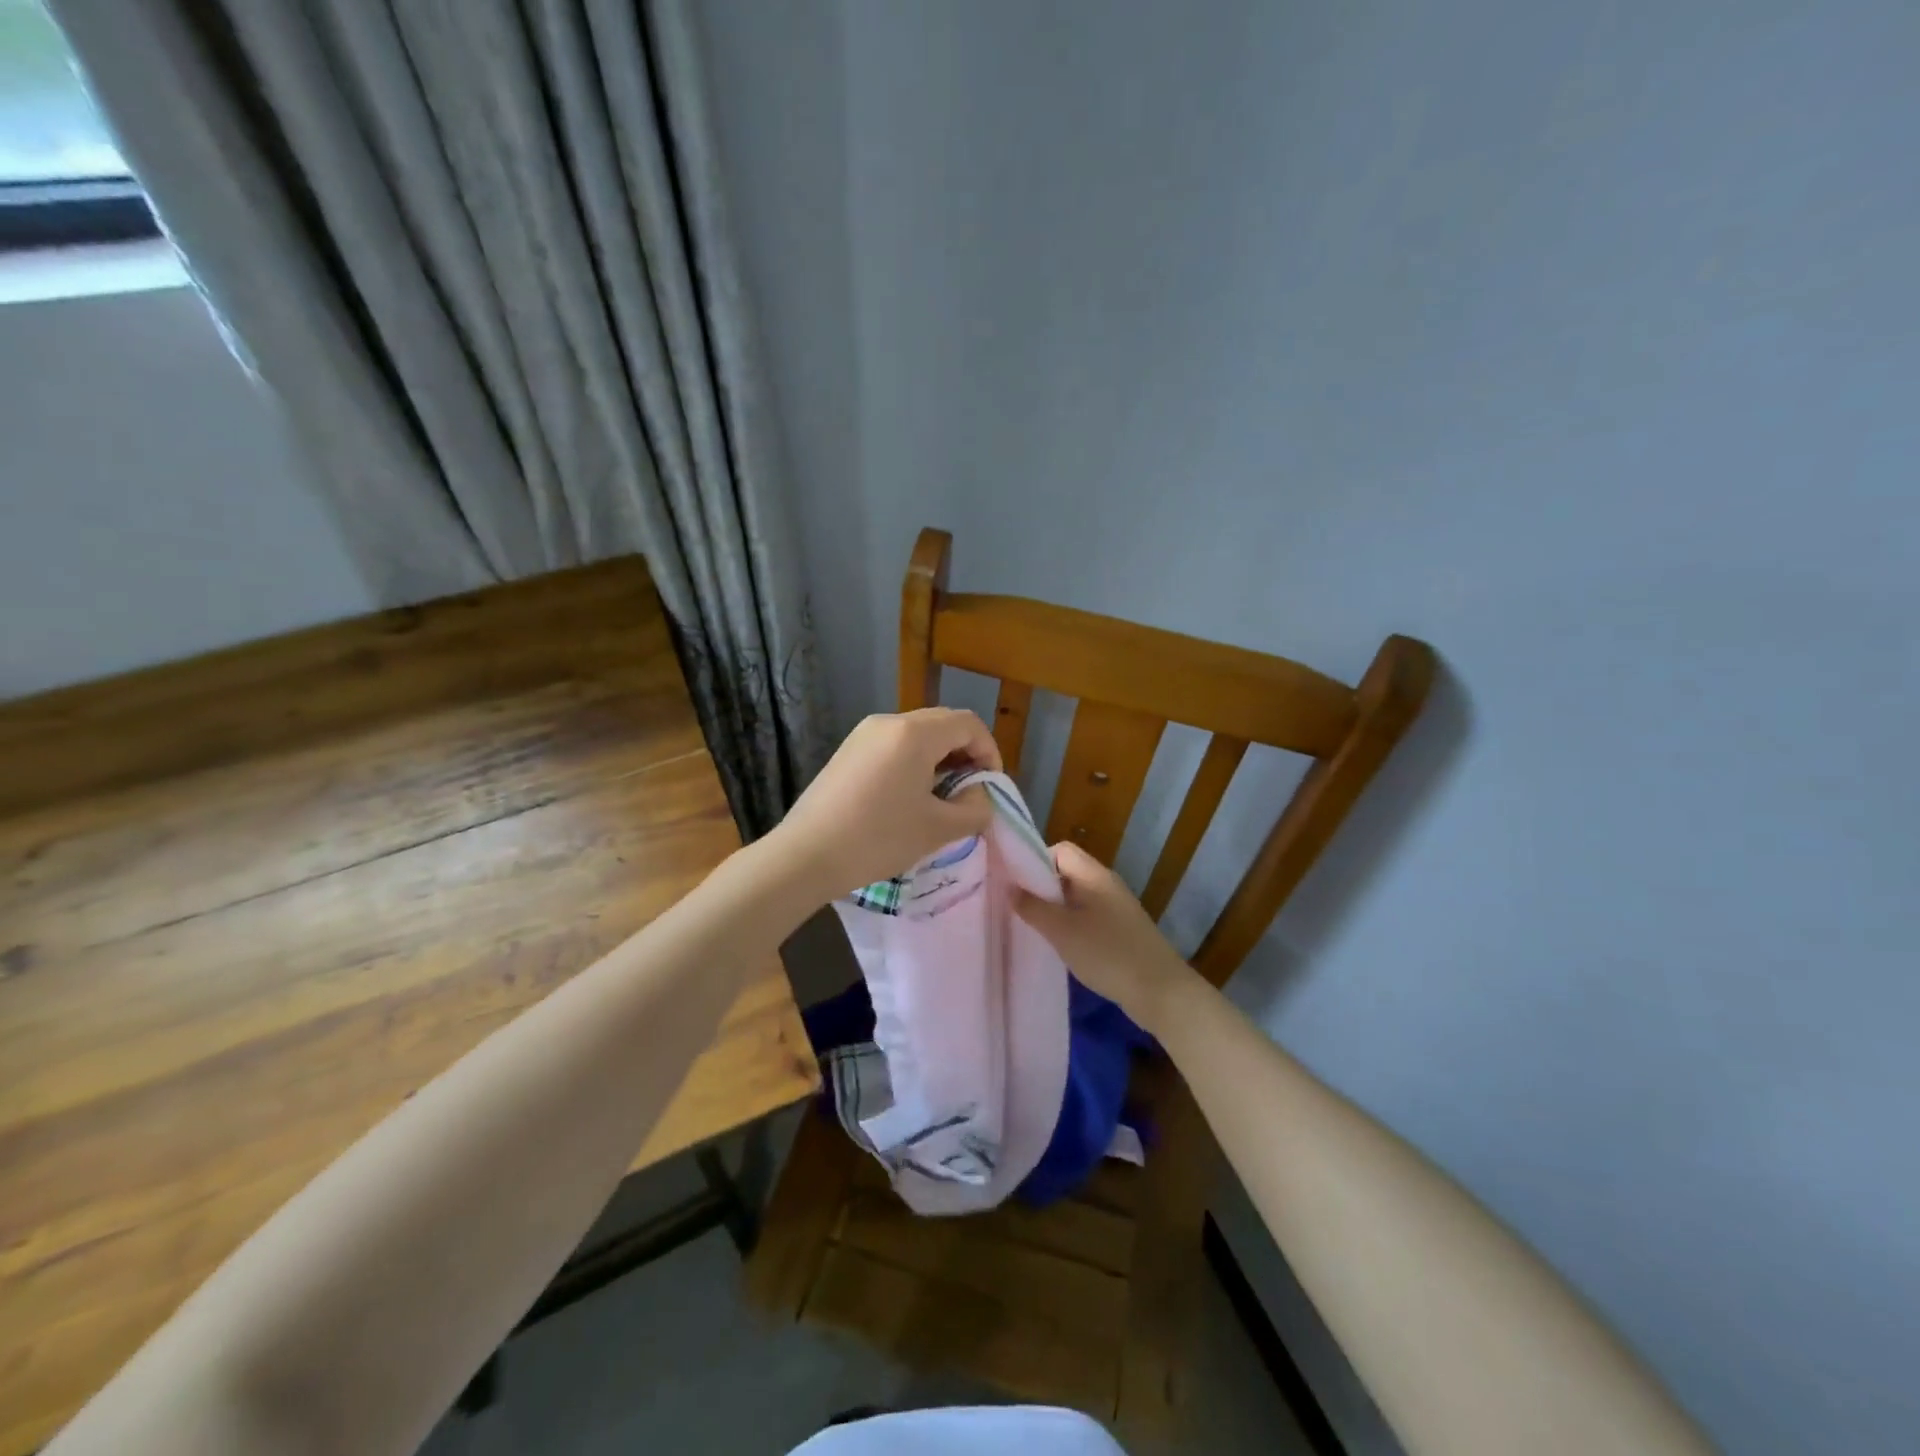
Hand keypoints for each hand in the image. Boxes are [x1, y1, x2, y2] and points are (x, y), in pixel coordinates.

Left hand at [771, 708, 1000, 900]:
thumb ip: (974, 809)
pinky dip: (913, 762)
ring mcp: (864, 734)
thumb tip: (980, 796)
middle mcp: (889, 721)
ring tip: (941, 798)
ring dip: (940, 758)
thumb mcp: (938, 829)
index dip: (989, 752)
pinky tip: (909, 797)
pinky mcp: (848, 750)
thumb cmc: (878, 839)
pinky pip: (893, 744)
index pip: (969, 724)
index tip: (990, 787)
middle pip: (944, 724)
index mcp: (915, 733)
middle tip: (970, 792)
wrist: (806, 855)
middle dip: (966, 754)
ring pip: (918, 734)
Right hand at [1014, 841, 1196, 1029]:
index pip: (1060, 850)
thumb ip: (1033, 907)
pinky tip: (1062, 945)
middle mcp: (1107, 884)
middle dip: (1042, 887)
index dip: (1035, 861)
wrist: (1160, 992)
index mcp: (1095, 875)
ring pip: (1077, 896)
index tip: (1015, 885)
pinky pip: (1089, 916)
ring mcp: (1117, 908)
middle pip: (1067, 872)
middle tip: (1019, 908)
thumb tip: (1009, 887)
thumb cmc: (1108, 954)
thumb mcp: (1062, 931)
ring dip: (1055, 908)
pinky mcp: (1122, 930)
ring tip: (1035, 928)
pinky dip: (1072, 924)